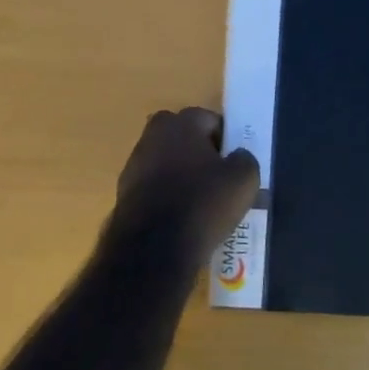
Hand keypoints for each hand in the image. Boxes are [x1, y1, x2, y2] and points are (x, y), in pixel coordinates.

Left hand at [105, 107, 260, 266]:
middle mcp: (153, 135)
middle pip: (184, 139)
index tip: (233, 166)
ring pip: (167, 162)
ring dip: (181, 175)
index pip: (210, 120)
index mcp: (182, 122)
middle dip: (200, 154)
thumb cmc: (203, 204)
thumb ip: (244, 158)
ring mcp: (134, 164)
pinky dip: (166, 196)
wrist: (153, 250)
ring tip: (200, 204)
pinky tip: (180, 219)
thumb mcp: (244, 180)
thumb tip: (237, 156)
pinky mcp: (123, 193)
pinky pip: (154, 187)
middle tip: (218, 181)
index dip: (226, 142)